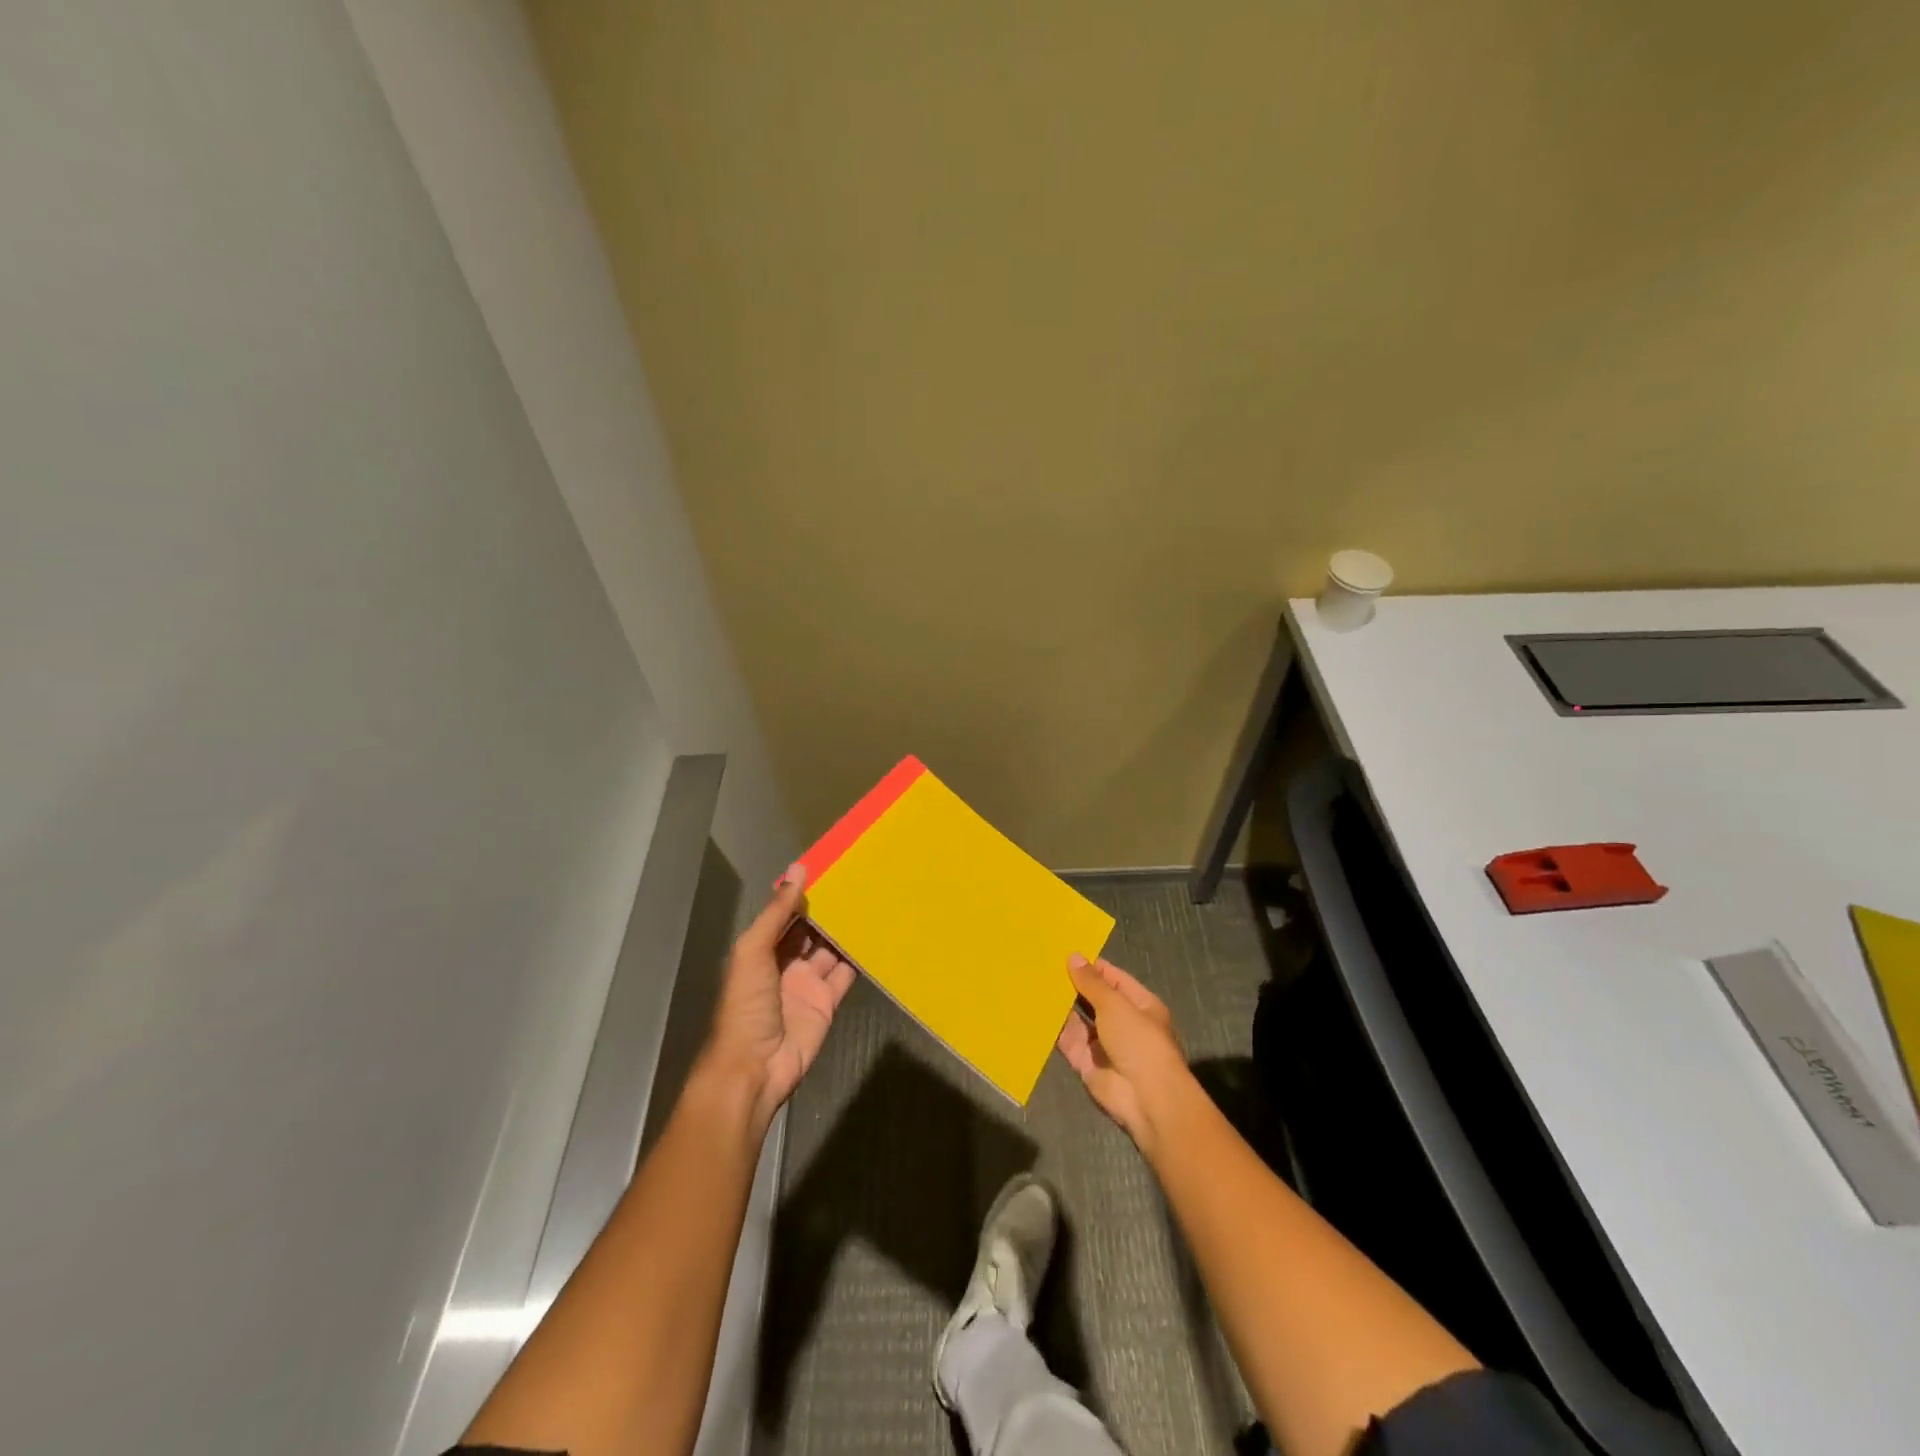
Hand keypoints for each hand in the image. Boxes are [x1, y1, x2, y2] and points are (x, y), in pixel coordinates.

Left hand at [703, 866, 855, 1128]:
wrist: (754, 1067)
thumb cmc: (746, 1005)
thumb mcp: (753, 951)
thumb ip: (777, 913)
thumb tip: (798, 869)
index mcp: (761, 949)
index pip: (785, 914)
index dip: (802, 892)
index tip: (828, 866)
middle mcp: (784, 963)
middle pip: (810, 930)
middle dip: (827, 909)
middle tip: (857, 878)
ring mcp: (807, 983)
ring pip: (830, 949)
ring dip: (845, 930)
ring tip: (871, 900)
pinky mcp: (827, 1003)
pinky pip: (845, 975)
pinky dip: (859, 958)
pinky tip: (876, 937)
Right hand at [1056, 955, 1191, 1157]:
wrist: (1145, 1098)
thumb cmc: (1138, 1041)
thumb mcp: (1115, 1004)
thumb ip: (1092, 983)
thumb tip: (1074, 957)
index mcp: (1139, 1005)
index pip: (1113, 979)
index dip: (1092, 967)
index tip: (1065, 953)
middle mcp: (1122, 1023)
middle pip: (1094, 999)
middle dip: (1073, 986)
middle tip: (1044, 967)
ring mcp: (1104, 1044)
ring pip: (1079, 1021)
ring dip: (1062, 1007)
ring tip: (1035, 984)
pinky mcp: (1087, 1064)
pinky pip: (1069, 1042)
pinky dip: (1055, 1030)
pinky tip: (1036, 1012)